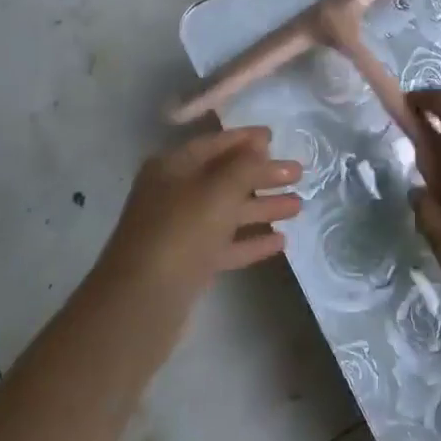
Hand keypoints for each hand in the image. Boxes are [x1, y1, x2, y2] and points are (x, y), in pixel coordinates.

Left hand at [98, 128, 302, 307]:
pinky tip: (281, 242)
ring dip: (262, 207)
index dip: (245, 138)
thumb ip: (244, 165)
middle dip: (262, 175)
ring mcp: (180, 231)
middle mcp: (174, 194)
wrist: (142, 303)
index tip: (276, 136)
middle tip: (299, 173)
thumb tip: (259, 143)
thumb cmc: (181, 231)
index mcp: (173, 168)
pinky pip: (225, 244)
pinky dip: (250, 240)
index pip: (214, 144)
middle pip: (224, 178)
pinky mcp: (189, 264)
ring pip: (227, 212)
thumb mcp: (217, 191)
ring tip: (299, 206)